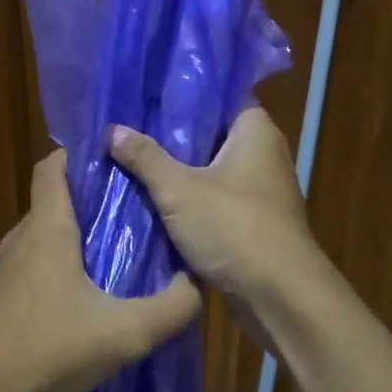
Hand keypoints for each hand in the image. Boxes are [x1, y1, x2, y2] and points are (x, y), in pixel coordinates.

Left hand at [0, 148, 201, 391]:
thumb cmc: (47, 350)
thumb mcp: (124, 333)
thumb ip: (170, 309)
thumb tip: (194, 285)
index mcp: (47, 230)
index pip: (53, 168)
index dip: (79, 156)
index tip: (114, 160)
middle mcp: (20, 241)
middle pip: (52, 203)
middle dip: (89, 201)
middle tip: (132, 212)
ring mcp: (2, 271)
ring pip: (41, 238)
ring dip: (72, 238)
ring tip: (113, 254)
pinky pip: (31, 268)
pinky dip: (56, 268)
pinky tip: (80, 300)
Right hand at [108, 107, 320, 306]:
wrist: (280, 295)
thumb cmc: (234, 228)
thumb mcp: (179, 190)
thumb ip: (145, 158)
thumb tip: (111, 129)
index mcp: (256, 131)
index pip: (220, 97)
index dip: (184, 95)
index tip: (145, 96)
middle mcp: (264, 154)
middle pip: (212, 135)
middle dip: (173, 136)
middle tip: (128, 130)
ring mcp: (262, 191)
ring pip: (212, 170)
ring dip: (180, 172)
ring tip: (132, 163)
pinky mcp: (255, 222)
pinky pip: (216, 200)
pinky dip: (191, 201)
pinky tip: (155, 203)